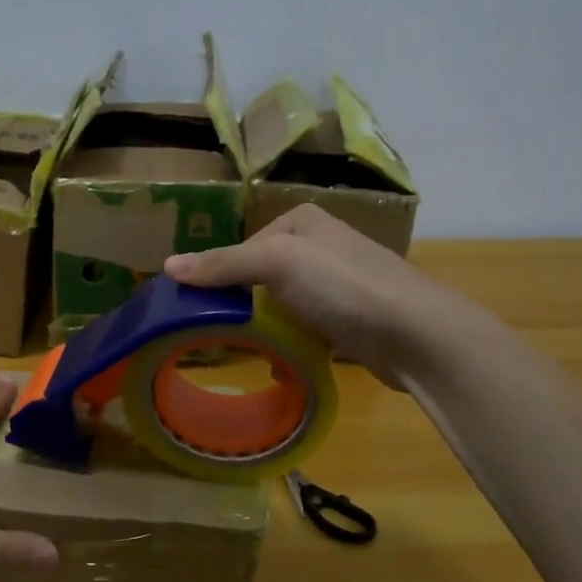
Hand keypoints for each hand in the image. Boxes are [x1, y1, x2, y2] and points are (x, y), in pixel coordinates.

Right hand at [164, 204, 470, 388]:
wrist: (415, 334)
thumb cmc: (342, 285)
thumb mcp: (276, 262)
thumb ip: (223, 264)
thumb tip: (166, 266)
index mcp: (301, 221)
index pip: (243, 247)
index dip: (221, 277)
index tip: (201, 309)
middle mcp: (319, 245)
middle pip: (260, 275)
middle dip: (242, 303)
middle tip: (217, 333)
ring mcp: (336, 282)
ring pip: (280, 302)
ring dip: (263, 325)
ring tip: (244, 349)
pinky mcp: (347, 317)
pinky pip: (302, 325)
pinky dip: (288, 341)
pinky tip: (279, 359)